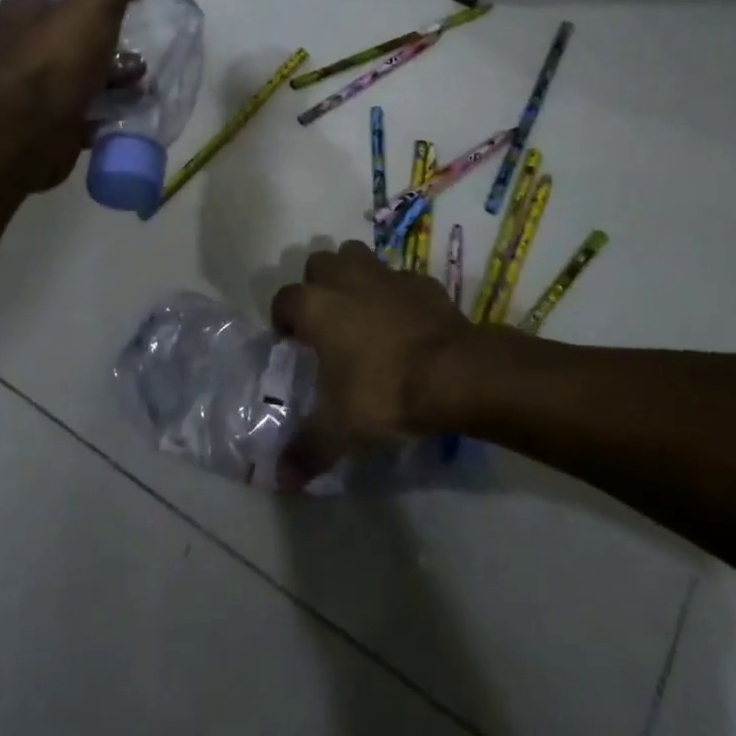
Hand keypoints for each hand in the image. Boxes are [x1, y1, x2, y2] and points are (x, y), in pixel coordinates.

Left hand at [0, 0, 170, 190]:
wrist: (33, 128)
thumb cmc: (57, 55)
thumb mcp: (96, 2)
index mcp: (18, 13)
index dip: (93, 1)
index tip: (126, 8)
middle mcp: (19, 49)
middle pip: (75, 39)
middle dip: (110, 45)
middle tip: (140, 49)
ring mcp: (33, 90)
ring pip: (83, 77)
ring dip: (114, 79)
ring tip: (142, 81)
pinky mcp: (48, 124)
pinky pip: (86, 110)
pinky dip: (108, 109)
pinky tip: (132, 108)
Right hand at [269, 240, 480, 479]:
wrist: (456, 373)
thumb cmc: (384, 392)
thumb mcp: (341, 430)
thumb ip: (307, 450)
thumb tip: (280, 479)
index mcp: (316, 306)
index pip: (283, 299)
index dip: (283, 320)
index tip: (292, 344)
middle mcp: (345, 280)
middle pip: (318, 263)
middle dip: (317, 285)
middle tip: (326, 321)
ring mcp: (386, 276)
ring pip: (357, 256)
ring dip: (353, 275)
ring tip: (360, 310)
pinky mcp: (422, 282)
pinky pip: (399, 279)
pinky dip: (396, 294)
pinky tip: (404, 321)